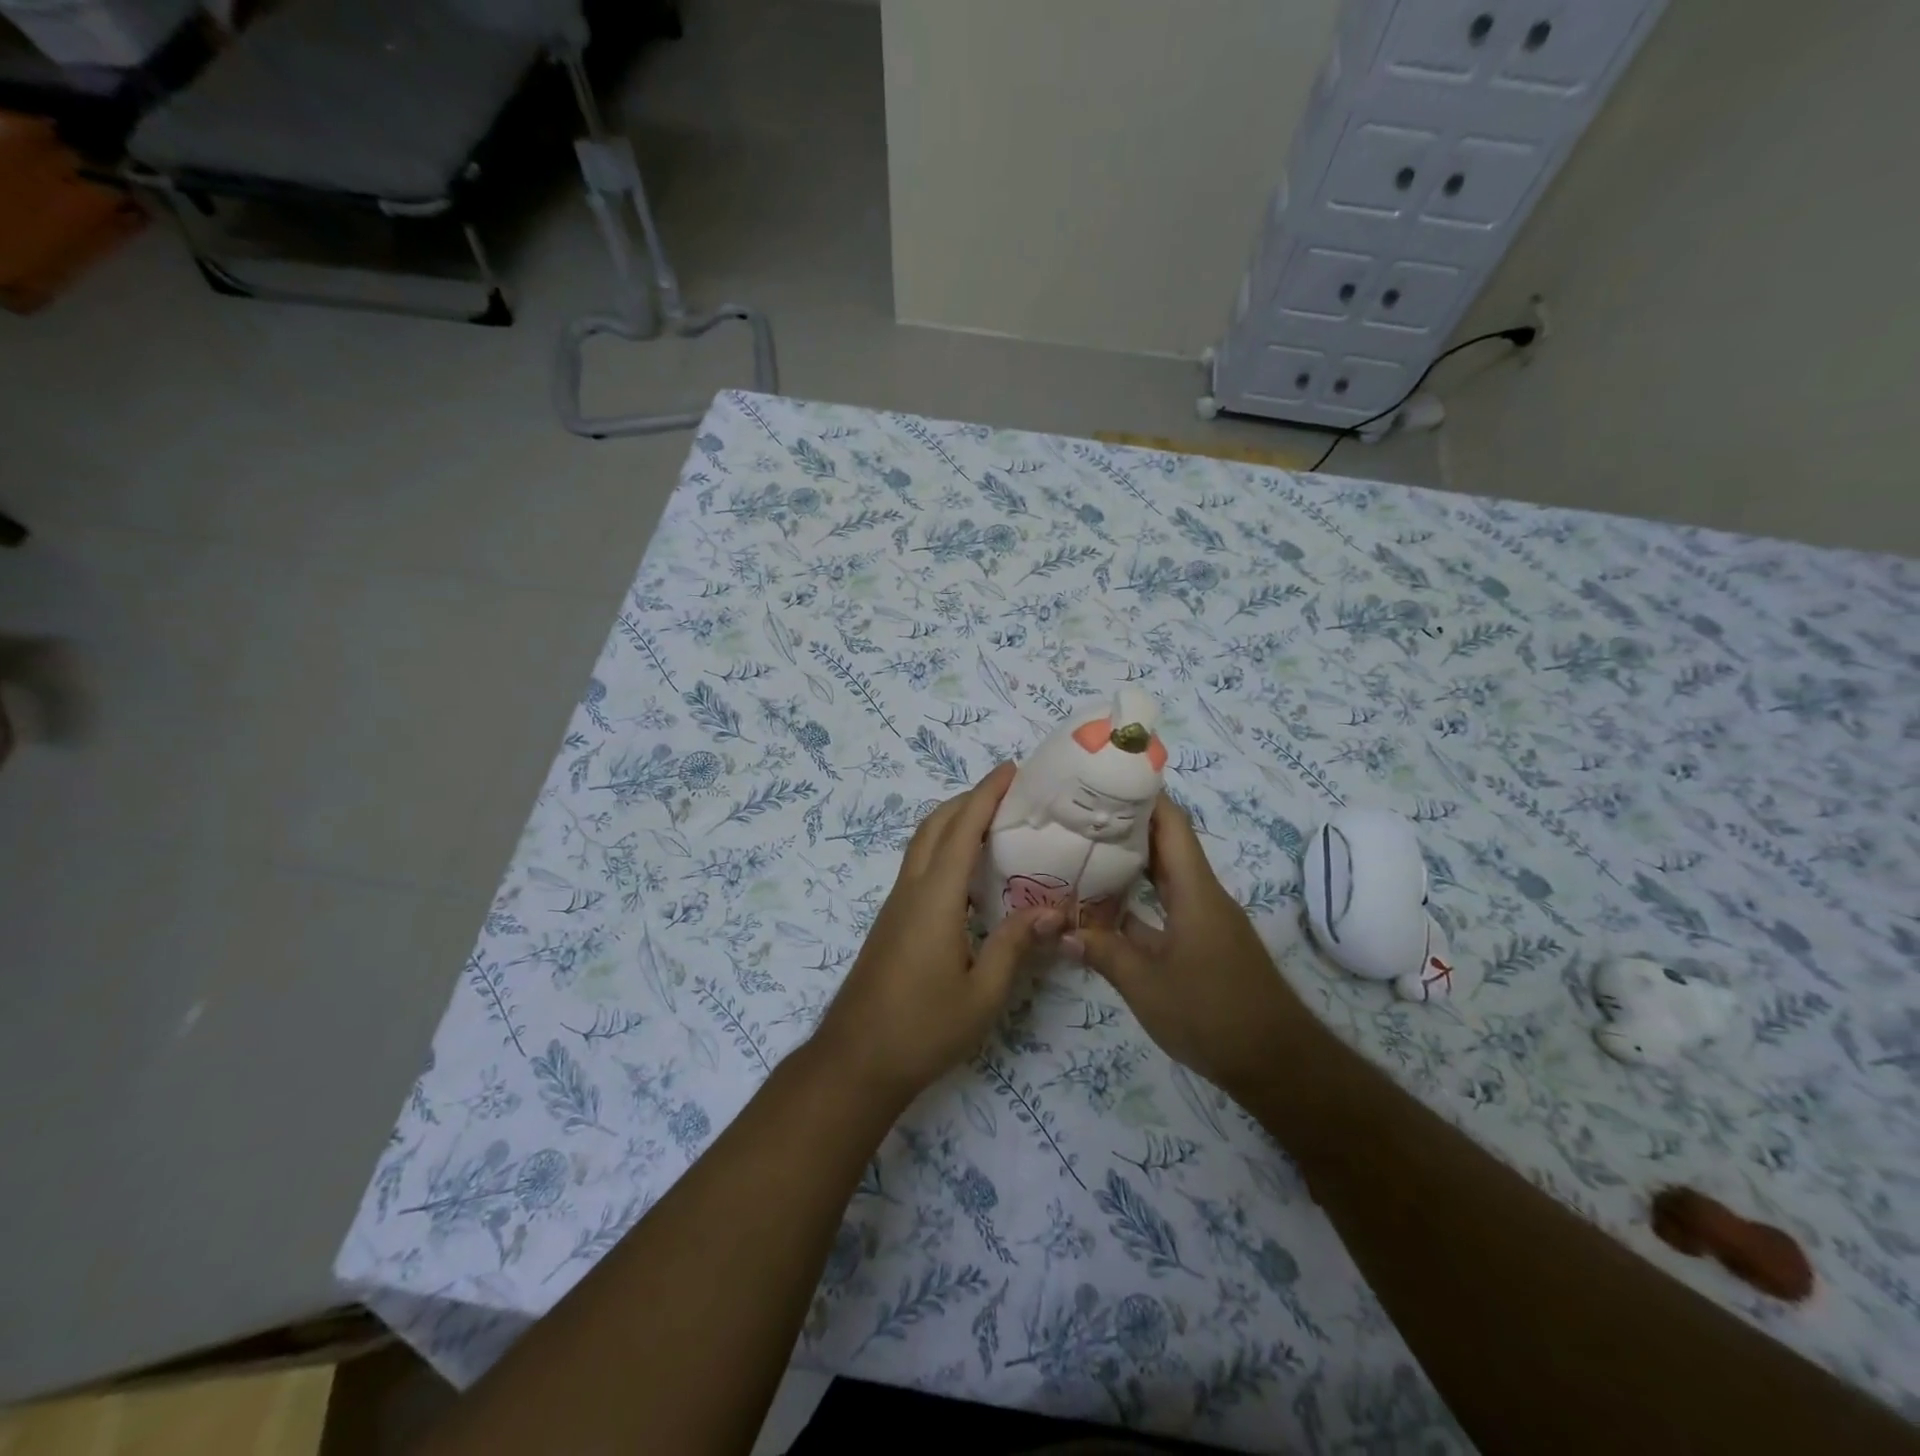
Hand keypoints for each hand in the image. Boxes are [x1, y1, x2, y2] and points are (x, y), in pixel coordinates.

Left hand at [816, 762, 1063, 1103]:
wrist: (856, 1060)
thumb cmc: (923, 1029)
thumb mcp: (983, 994)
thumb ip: (1015, 945)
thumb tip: (1052, 909)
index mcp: (935, 899)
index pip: (962, 830)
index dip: (986, 795)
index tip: (1010, 770)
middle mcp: (911, 890)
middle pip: (935, 825)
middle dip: (968, 798)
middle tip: (1007, 790)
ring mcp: (896, 905)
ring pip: (922, 843)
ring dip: (952, 820)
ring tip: (991, 820)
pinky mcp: (892, 921)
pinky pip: (919, 866)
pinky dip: (943, 847)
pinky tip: (967, 872)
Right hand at [1067, 796, 1305, 1095]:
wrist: (1277, 1064)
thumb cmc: (1212, 1013)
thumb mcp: (1146, 985)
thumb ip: (1102, 952)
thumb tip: (1060, 929)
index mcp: (1195, 891)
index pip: (1172, 824)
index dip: (1142, 795)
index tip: (1104, 779)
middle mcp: (1203, 895)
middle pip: (1166, 845)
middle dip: (1126, 825)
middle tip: (1079, 814)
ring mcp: (1204, 920)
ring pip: (1165, 877)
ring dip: (1130, 864)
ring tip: (1082, 850)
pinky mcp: (1203, 944)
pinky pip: (1166, 907)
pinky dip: (1138, 902)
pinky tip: (1104, 909)